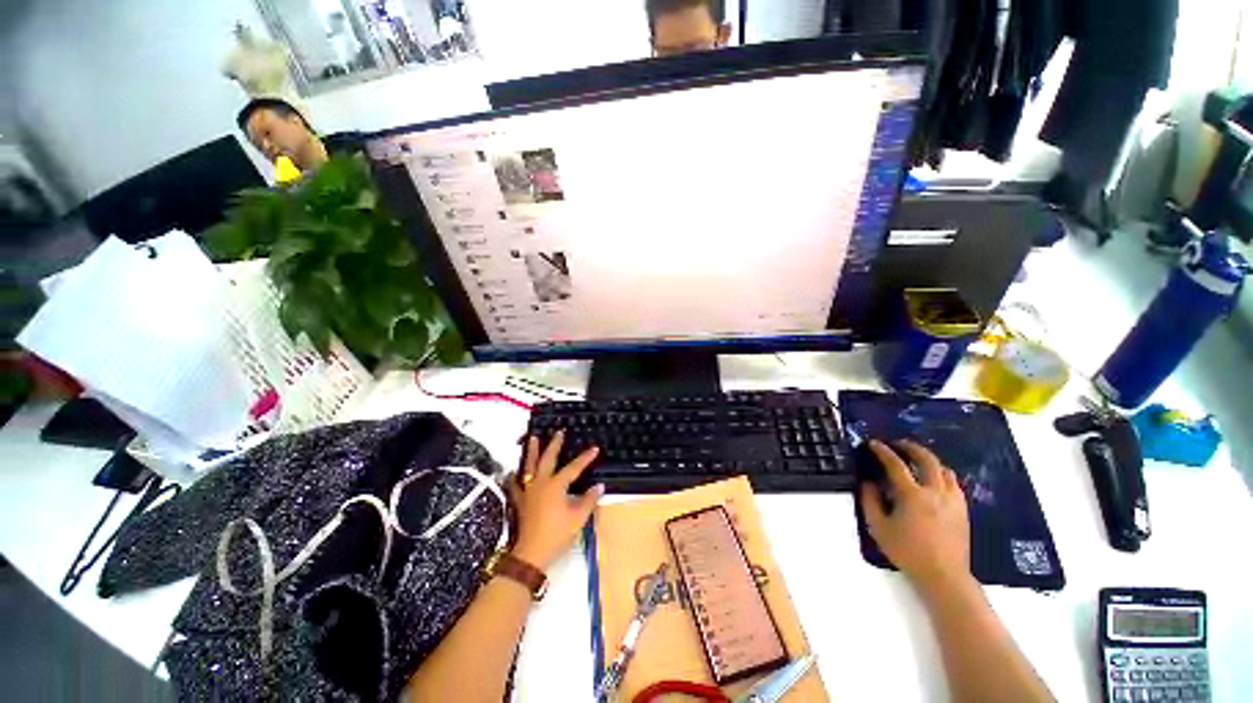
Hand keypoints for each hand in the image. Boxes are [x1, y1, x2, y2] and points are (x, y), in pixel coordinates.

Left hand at [508, 432, 603, 570]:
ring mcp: (528, 491)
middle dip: (555, 444)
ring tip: (532, 438)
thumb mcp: (578, 518)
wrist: (531, 553)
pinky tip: (513, 472)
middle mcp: (541, 483)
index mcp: (556, 485)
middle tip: (559, 432)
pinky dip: (515, 476)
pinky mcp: (520, 501)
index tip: (594, 448)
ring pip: (529, 466)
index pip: (574, 467)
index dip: (585, 458)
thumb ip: (589, 500)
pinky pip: (516, 484)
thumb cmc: (557, 534)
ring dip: (532, 451)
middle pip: (548, 458)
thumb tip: (599, 486)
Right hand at [860, 439, 970, 596]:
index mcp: (913, 495)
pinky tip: (934, 481)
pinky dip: (941, 474)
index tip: (873, 443)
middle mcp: (935, 492)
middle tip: (898, 444)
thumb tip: (868, 482)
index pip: (896, 464)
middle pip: (927, 459)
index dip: (882, 451)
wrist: (944, 575)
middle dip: (911, 447)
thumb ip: (870, 501)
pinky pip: (954, 483)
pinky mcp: (963, 509)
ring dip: (929, 460)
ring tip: (916, 460)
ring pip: (944, 469)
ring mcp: (953, 500)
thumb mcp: (878, 527)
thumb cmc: (907, 551)